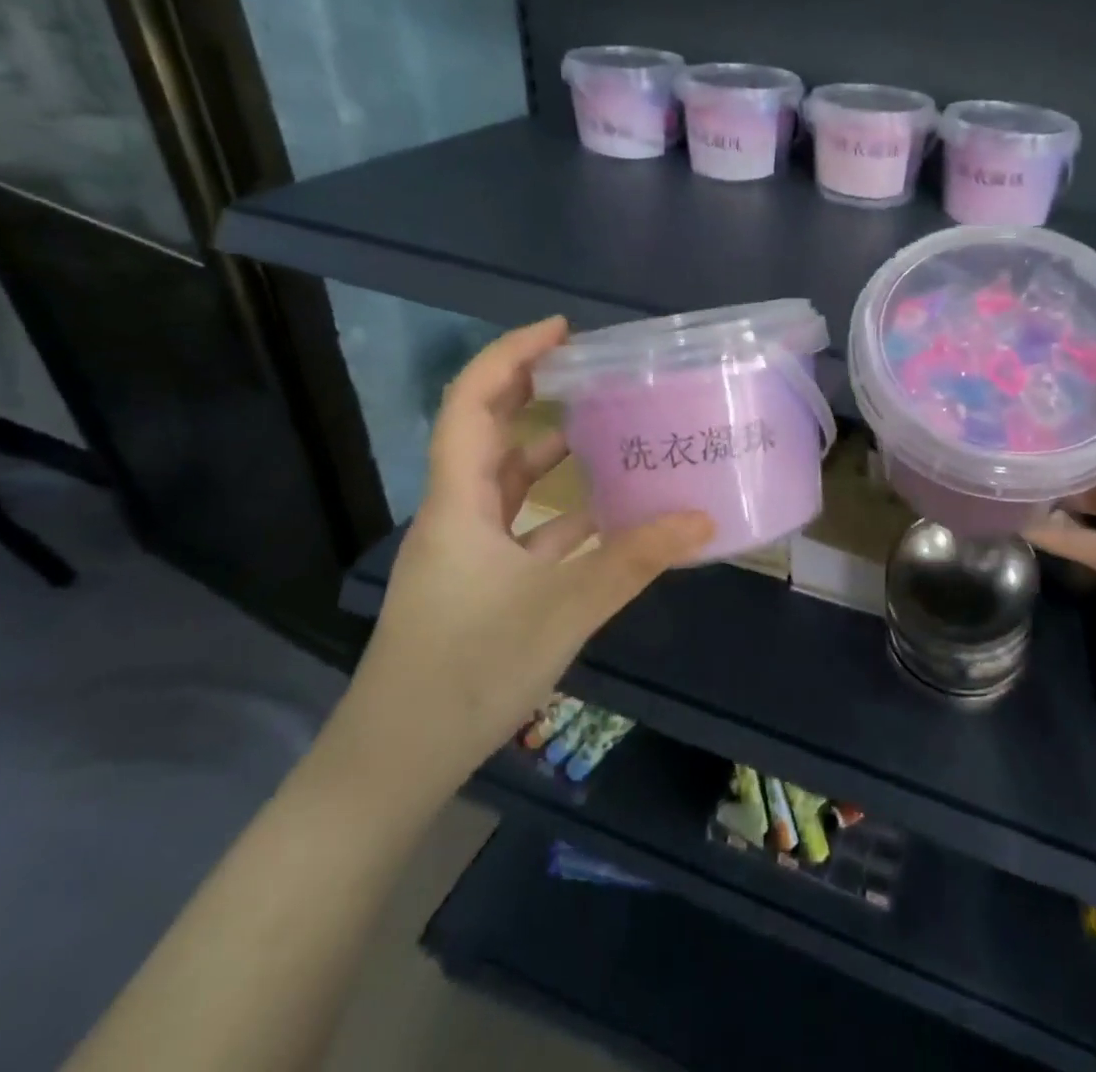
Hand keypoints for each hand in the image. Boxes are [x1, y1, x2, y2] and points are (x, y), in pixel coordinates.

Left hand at [323, 318, 713, 799]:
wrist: (393, 764)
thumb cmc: (465, 673)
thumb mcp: (561, 611)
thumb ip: (633, 561)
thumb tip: (702, 518)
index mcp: (459, 503)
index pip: (472, 404)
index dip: (510, 356)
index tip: (563, 332)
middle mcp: (457, 513)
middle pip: (490, 432)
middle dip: (534, 390)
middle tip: (592, 368)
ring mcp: (468, 550)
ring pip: (509, 481)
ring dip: (552, 451)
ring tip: (610, 427)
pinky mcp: (481, 583)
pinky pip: (525, 526)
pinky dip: (562, 509)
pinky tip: (608, 512)